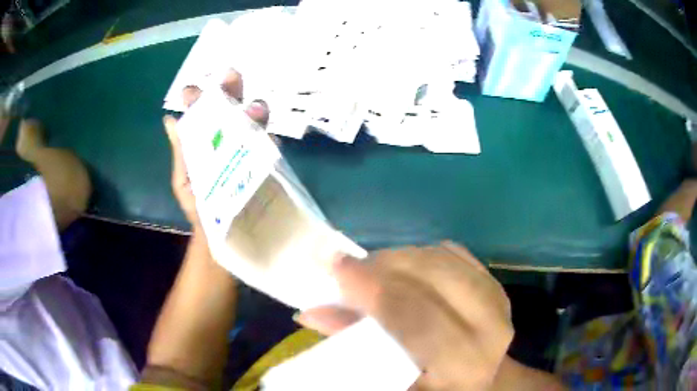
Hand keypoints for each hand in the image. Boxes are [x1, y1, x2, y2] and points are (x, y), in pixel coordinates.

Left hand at [163, 70, 270, 225]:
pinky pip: (269, 146)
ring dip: (253, 111)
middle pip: (231, 107)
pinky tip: (267, 137)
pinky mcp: (266, 163)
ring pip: (254, 121)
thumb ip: (181, 152)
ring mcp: (249, 148)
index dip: (198, 98)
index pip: (203, 112)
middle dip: (230, 90)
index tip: (193, 90)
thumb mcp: (184, 180)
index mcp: (205, 140)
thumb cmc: (199, 207)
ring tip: (252, 110)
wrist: (222, 236)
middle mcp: (228, 138)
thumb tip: (169, 120)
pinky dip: (268, 139)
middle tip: (231, 76)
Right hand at [296, 241, 513, 389]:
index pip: (415, 317)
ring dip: (401, 256)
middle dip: (383, 264)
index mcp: (462, 364)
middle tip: (349, 265)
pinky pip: (455, 253)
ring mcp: (498, 302)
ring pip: (442, 260)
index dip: (373, 289)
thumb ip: (354, 348)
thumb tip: (310, 313)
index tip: (335, 266)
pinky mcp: (496, 285)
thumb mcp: (392, 382)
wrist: (480, 378)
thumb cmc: (431, 387)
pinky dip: (423, 252)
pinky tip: (405, 264)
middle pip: (431, 279)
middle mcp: (488, 330)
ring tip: (373, 265)